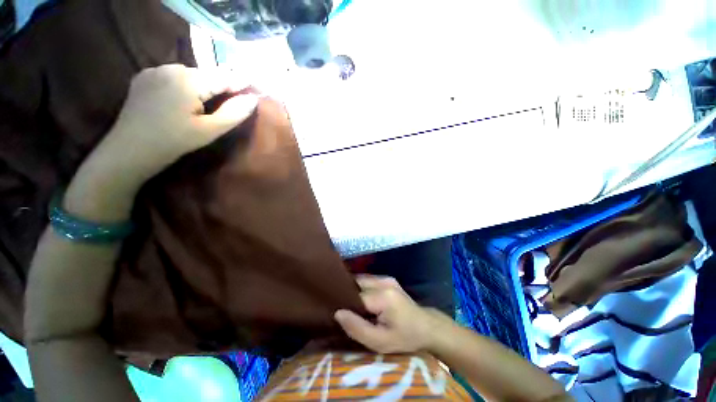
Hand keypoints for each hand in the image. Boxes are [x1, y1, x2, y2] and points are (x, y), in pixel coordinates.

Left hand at [93, 64, 257, 182]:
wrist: (130, 150)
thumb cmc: (174, 142)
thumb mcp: (209, 130)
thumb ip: (234, 113)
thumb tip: (252, 98)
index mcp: (188, 81)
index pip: (224, 76)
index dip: (241, 82)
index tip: (255, 87)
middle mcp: (171, 68)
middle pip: (206, 74)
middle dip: (219, 86)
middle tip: (230, 101)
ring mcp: (154, 70)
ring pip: (189, 74)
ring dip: (201, 86)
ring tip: (203, 103)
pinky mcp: (143, 76)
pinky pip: (172, 76)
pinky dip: (183, 85)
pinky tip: (181, 100)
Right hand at [334, 275, 452, 353]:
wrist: (427, 327)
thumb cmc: (404, 337)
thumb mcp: (380, 342)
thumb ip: (357, 328)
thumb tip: (337, 313)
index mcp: (383, 296)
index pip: (354, 296)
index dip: (345, 305)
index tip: (339, 315)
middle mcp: (383, 281)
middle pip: (357, 284)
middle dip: (348, 295)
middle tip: (344, 311)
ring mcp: (386, 278)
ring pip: (361, 281)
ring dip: (354, 291)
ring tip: (352, 306)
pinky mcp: (388, 279)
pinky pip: (368, 281)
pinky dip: (362, 289)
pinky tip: (363, 301)